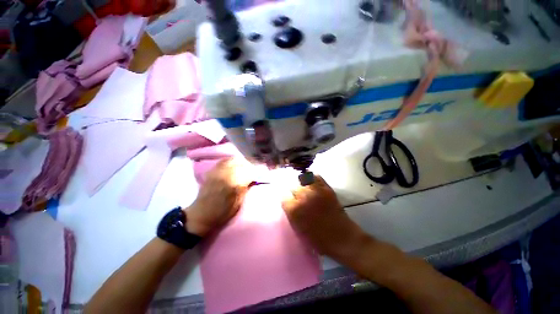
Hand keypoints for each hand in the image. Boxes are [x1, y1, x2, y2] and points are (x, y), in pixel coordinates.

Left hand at [185, 159, 250, 236]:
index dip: (257, 172)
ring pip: (233, 160)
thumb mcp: (237, 204)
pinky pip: (224, 161)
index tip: (262, 175)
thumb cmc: (221, 214)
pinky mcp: (212, 171)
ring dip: (241, 163)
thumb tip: (252, 180)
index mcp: (232, 183)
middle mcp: (224, 173)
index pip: (249, 171)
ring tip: (246, 168)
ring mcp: (217, 170)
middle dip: (250, 166)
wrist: (201, 214)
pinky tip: (235, 167)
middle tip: (255, 172)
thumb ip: (244, 189)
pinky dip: (231, 162)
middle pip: (241, 163)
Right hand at [281, 176, 367, 259]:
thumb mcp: (298, 230)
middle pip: (293, 187)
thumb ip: (292, 216)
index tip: (288, 203)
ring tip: (304, 190)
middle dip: (293, 193)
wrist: (341, 238)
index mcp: (294, 210)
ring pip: (303, 180)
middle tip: (296, 198)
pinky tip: (311, 184)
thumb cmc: (318, 240)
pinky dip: (312, 179)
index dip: (286, 201)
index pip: (283, 198)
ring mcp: (316, 191)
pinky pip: (316, 177)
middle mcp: (303, 197)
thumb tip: (289, 207)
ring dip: (302, 185)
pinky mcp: (327, 189)